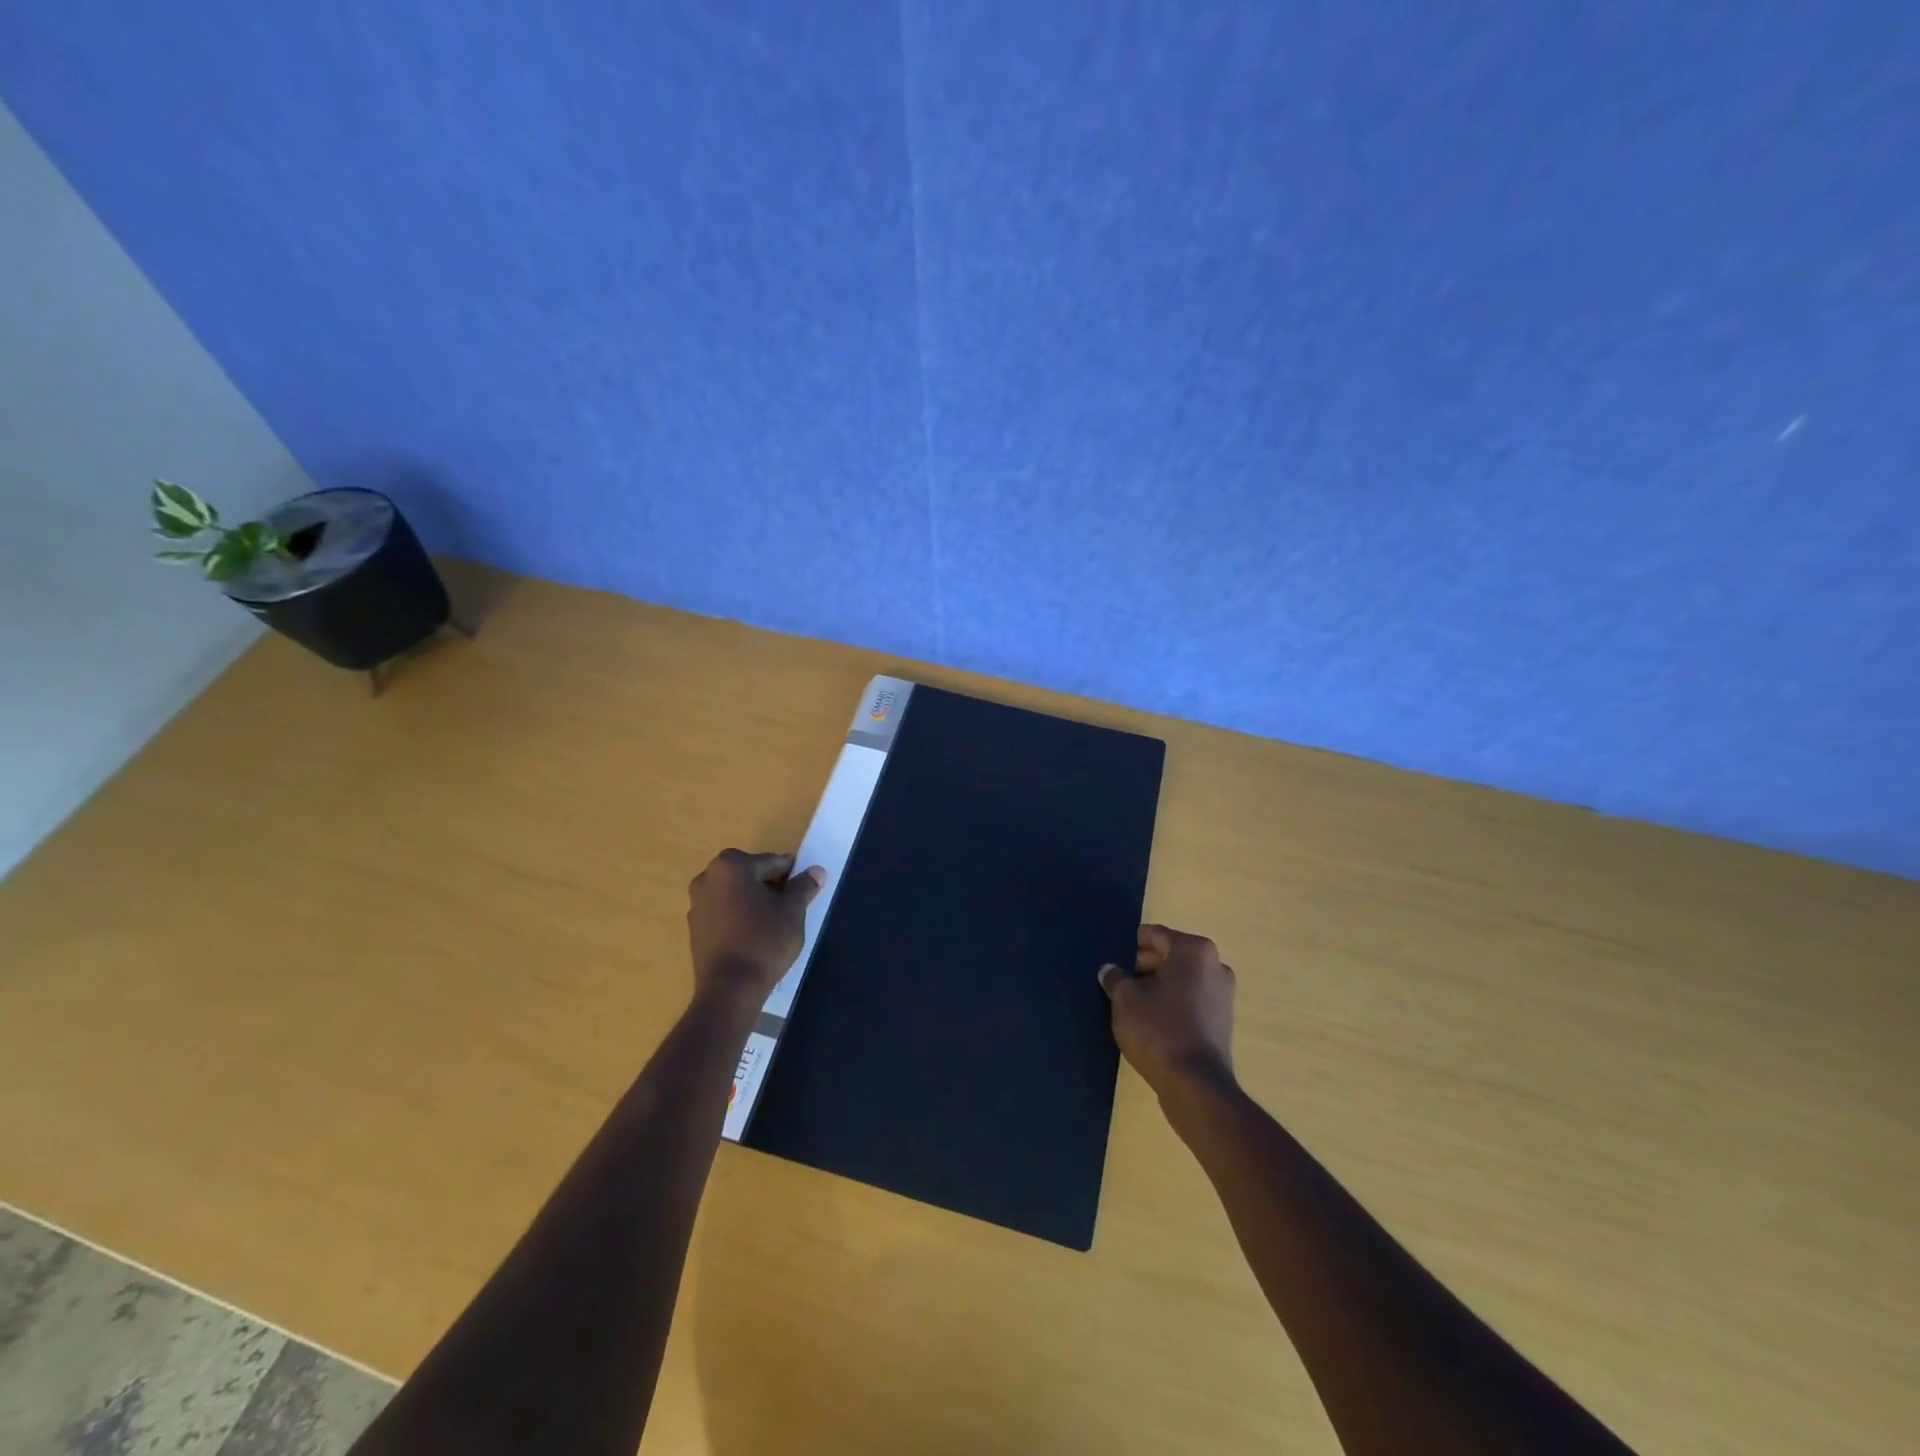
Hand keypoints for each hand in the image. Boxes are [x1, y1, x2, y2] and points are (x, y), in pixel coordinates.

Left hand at [686, 849, 825, 1006]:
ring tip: (774, 923)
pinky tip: (753, 936)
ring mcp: (696, 903)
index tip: (804, 889)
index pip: (771, 862)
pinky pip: (723, 912)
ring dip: (754, 901)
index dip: (791, 875)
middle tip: (791, 907)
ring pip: (735, 893)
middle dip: (770, 886)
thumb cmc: (764, 941)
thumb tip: (816, 871)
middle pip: (750, 874)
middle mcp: (707, 877)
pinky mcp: (694, 928)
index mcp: (731, 866)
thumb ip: (804, 886)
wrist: (729, 989)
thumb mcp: (793, 911)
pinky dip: (738, 917)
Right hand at [1099, 925, 1236, 1098]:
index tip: (1113, 962)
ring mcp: (1223, 994)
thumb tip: (1110, 970)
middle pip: (1170, 955)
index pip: (1154, 935)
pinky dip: (1173, 1004)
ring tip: (1133, 1005)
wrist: (1195, 1085)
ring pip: (1181, 979)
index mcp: (1193, 950)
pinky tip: (1153, 1022)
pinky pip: (1191, 1000)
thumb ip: (1115, 977)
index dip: (1130, 946)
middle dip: (1144, 966)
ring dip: (1158, 986)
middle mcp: (1215, 965)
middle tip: (1120, 984)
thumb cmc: (1158, 1029)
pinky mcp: (1222, 1020)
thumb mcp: (1124, 999)